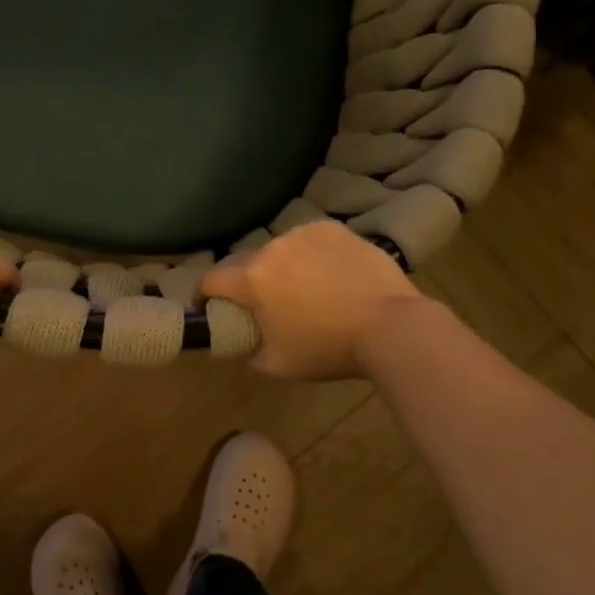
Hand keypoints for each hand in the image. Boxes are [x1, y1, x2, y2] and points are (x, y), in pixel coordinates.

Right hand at [200, 221, 436, 379]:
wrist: (391, 326)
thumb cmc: (329, 348)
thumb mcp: (279, 365)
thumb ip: (249, 355)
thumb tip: (241, 347)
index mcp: (251, 279)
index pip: (210, 279)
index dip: (202, 294)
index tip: (206, 306)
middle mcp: (271, 248)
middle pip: (245, 262)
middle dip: (245, 282)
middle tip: (260, 302)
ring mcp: (303, 234)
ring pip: (278, 249)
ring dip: (279, 266)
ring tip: (300, 287)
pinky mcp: (332, 229)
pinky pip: (308, 241)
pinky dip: (309, 255)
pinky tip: (327, 273)